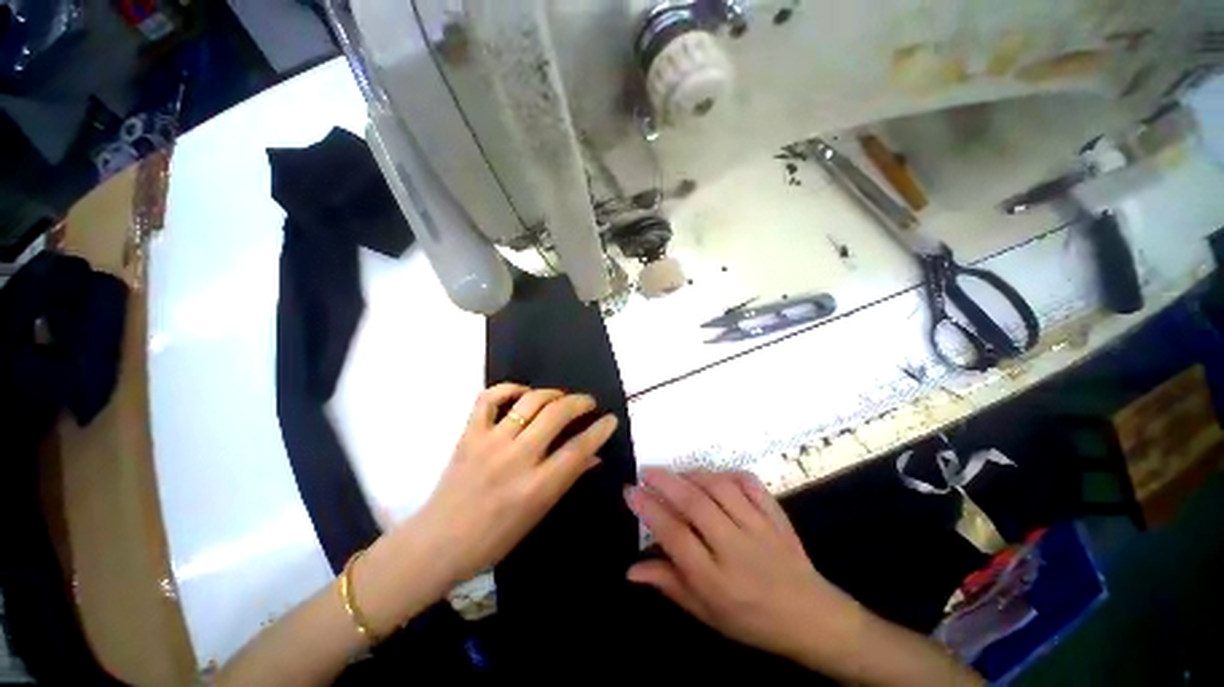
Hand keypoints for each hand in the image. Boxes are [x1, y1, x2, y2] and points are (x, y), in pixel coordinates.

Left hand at [411, 384, 618, 587]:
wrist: (444, 539)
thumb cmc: (495, 540)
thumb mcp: (536, 516)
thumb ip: (563, 483)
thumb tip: (591, 458)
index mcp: (538, 487)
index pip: (578, 449)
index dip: (600, 431)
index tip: (611, 420)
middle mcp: (517, 459)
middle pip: (556, 416)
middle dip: (580, 403)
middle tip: (589, 404)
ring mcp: (490, 442)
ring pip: (528, 402)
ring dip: (550, 394)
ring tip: (560, 397)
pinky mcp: (468, 434)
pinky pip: (488, 399)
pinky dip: (507, 389)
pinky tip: (521, 394)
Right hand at [625, 468, 863, 666]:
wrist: (807, 615)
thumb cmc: (750, 622)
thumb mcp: (705, 613)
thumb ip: (670, 586)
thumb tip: (631, 570)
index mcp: (712, 578)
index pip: (674, 534)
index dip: (649, 510)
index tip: (630, 492)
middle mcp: (734, 548)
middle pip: (696, 504)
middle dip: (666, 482)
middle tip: (646, 471)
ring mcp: (760, 529)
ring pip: (723, 489)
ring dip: (695, 474)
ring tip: (676, 473)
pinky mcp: (779, 519)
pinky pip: (753, 487)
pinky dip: (730, 475)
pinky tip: (715, 476)